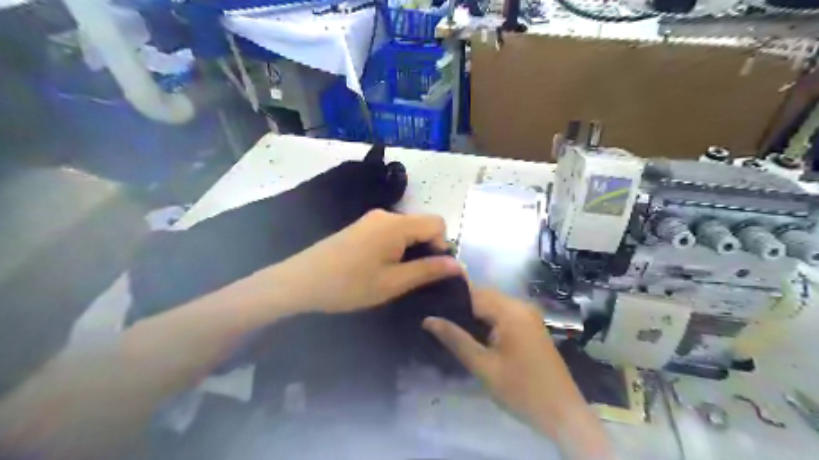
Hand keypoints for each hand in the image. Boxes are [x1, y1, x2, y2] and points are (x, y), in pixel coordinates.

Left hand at [267, 209, 458, 314]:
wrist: (300, 281)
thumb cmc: (349, 285)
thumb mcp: (393, 283)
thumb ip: (428, 271)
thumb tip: (458, 265)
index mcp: (397, 224)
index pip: (438, 223)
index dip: (442, 246)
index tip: (431, 271)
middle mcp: (386, 214)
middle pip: (422, 225)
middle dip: (427, 249)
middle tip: (414, 278)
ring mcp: (371, 219)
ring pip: (407, 230)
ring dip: (411, 250)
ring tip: (396, 276)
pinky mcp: (361, 227)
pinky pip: (391, 232)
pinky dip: (396, 248)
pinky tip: (381, 268)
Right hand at [425, 289, 617, 457]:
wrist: (563, 414)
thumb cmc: (521, 390)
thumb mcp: (483, 366)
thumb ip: (455, 339)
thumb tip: (428, 319)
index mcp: (510, 311)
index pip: (473, 293)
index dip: (450, 299)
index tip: (429, 306)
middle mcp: (520, 306)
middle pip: (483, 297)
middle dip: (460, 307)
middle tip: (436, 319)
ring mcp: (528, 315)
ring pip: (492, 306)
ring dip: (473, 314)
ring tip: (448, 326)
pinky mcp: (531, 326)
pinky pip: (503, 315)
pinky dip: (486, 321)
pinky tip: (472, 334)